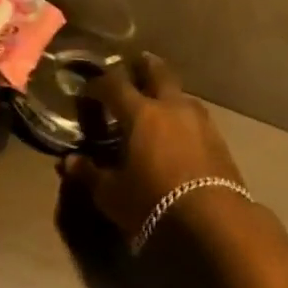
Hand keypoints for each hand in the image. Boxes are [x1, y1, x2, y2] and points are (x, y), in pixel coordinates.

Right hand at [61, 53, 245, 241]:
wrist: (215, 221)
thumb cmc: (154, 204)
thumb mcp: (113, 195)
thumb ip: (90, 174)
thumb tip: (69, 161)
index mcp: (141, 113)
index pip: (114, 84)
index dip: (99, 83)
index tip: (88, 89)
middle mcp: (170, 105)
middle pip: (157, 71)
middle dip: (143, 66)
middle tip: (133, 67)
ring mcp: (198, 118)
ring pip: (179, 92)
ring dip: (167, 91)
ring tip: (157, 102)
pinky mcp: (218, 136)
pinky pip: (195, 114)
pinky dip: (182, 115)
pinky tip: (179, 130)